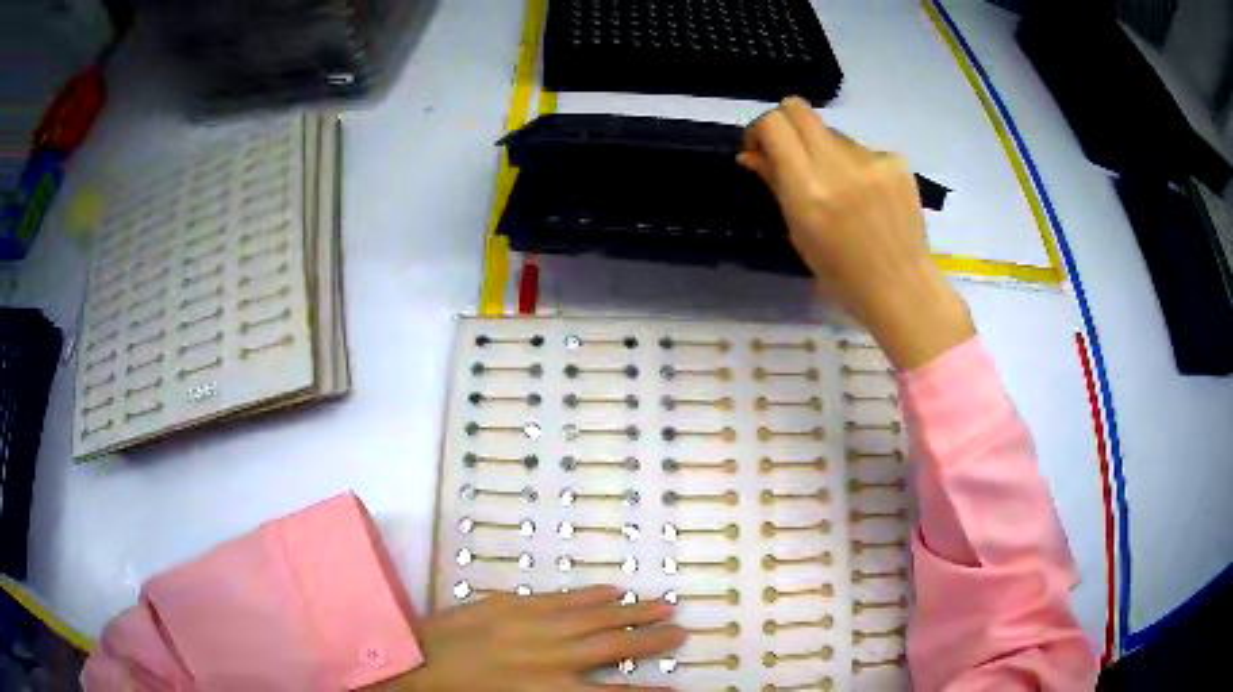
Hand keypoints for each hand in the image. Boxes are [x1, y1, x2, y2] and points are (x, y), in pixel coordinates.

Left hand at [396, 586, 685, 690]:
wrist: (417, 660)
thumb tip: (592, 691)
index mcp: (548, 690)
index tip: (676, 688)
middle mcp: (549, 657)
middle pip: (612, 646)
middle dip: (651, 639)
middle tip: (682, 631)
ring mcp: (532, 625)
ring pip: (594, 616)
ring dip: (632, 611)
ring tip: (664, 604)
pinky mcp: (514, 603)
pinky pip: (561, 598)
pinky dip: (590, 595)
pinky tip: (613, 590)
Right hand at [739, 97, 974, 369]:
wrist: (901, 288)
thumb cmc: (842, 274)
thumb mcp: (798, 233)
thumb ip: (775, 184)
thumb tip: (750, 154)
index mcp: (808, 188)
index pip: (774, 124)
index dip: (760, 130)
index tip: (760, 150)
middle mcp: (839, 164)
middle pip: (799, 109)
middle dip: (786, 124)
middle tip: (790, 154)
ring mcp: (872, 160)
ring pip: (833, 133)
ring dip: (825, 151)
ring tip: (841, 191)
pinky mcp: (897, 162)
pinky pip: (863, 149)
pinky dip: (857, 165)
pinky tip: (868, 196)